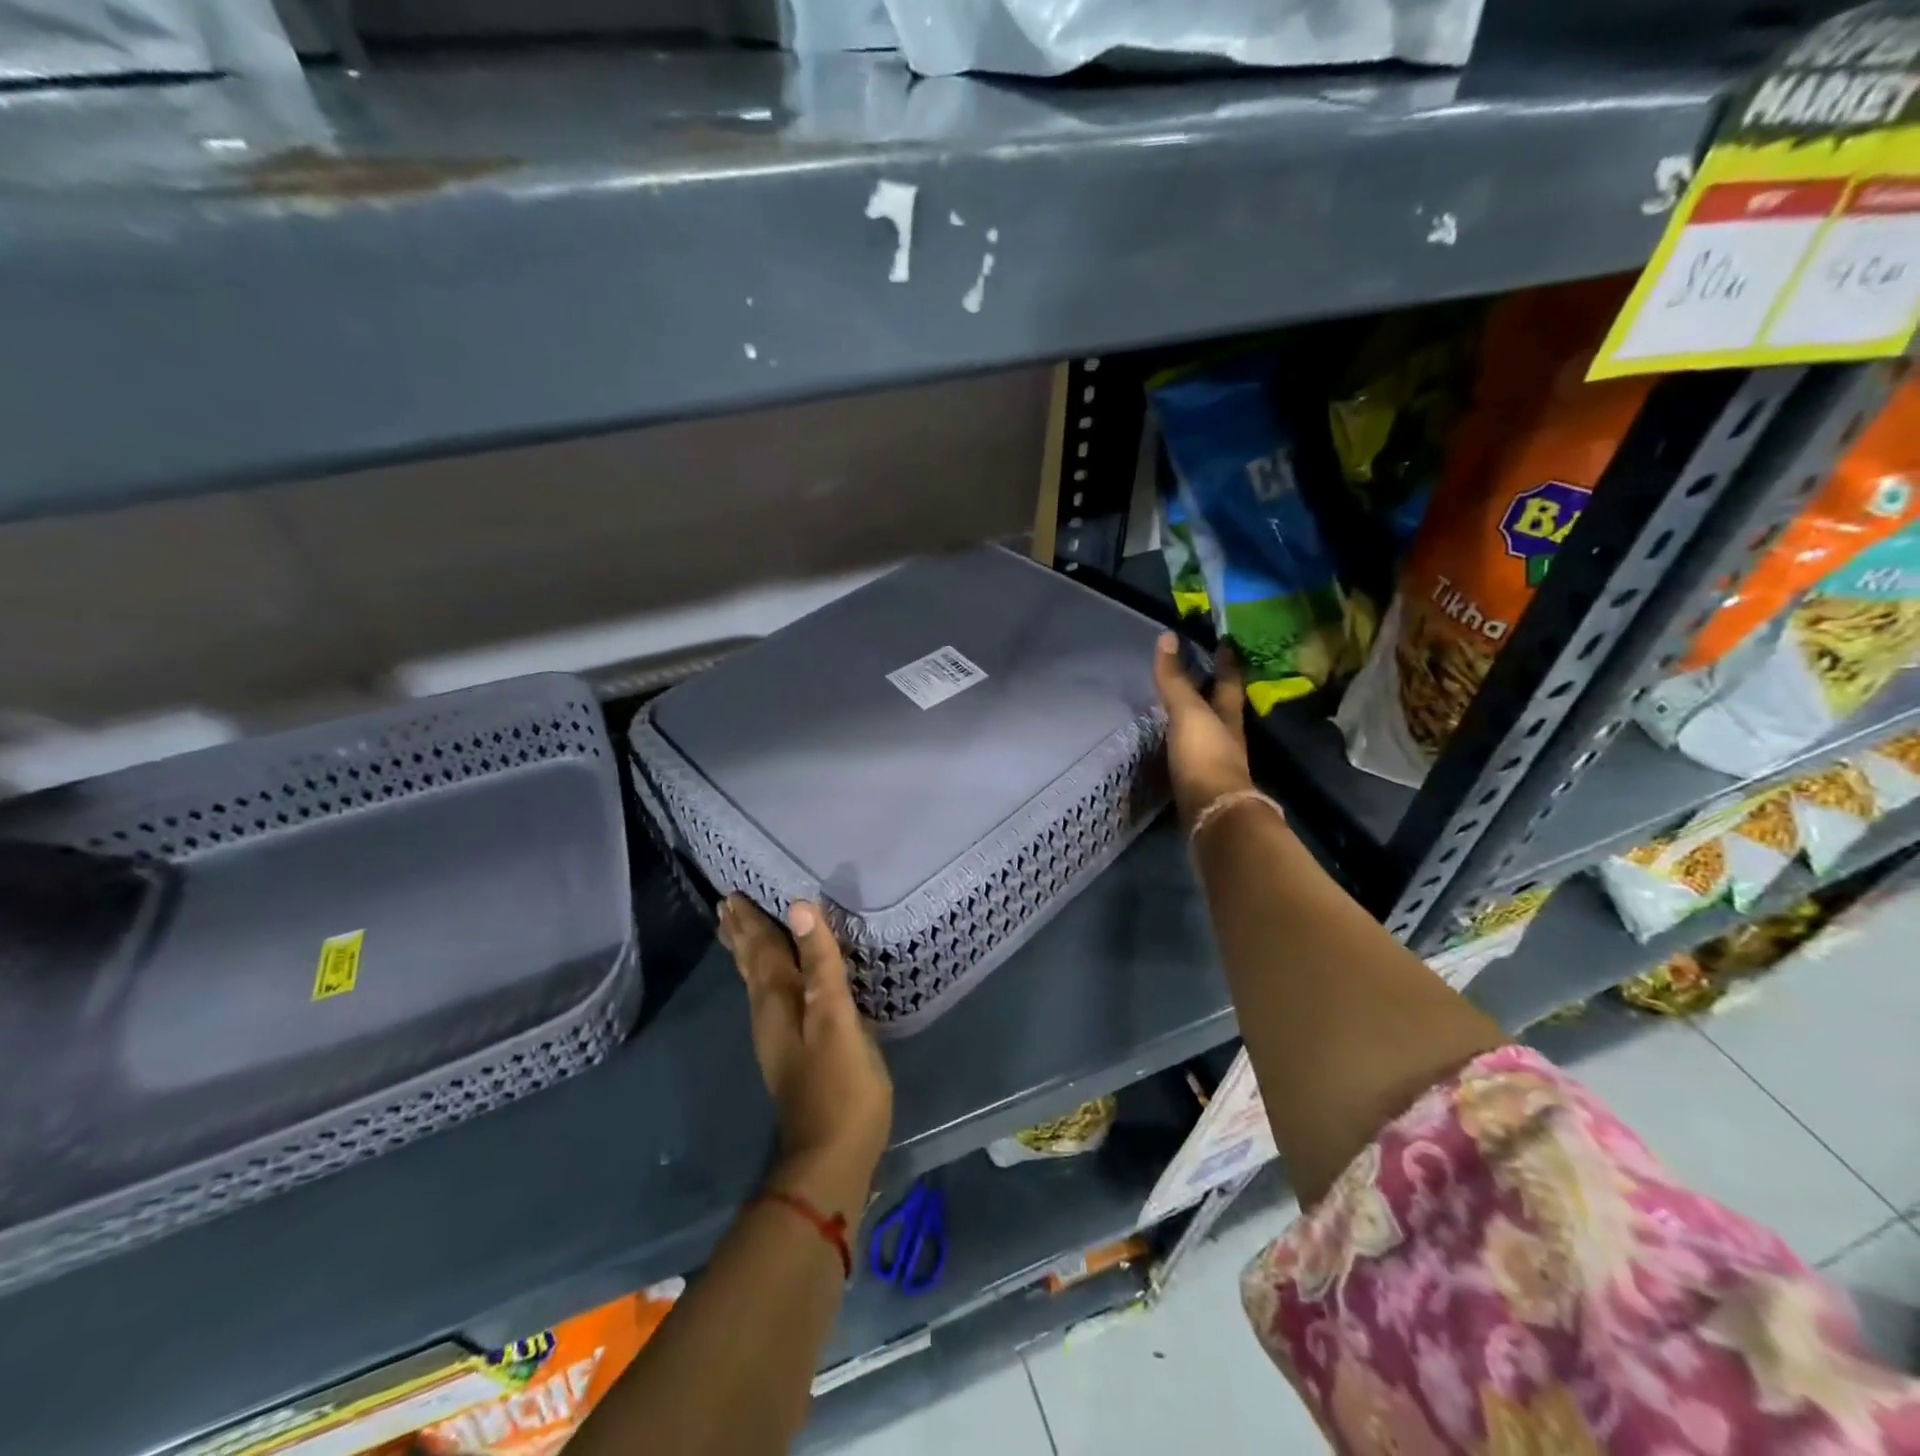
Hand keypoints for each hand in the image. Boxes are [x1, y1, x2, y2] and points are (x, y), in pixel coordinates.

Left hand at [718, 896, 892, 1207]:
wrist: (830, 1157)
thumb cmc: (839, 1083)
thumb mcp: (835, 1017)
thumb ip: (820, 962)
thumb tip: (799, 907)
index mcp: (777, 1000)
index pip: (760, 949)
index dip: (751, 921)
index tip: (733, 894)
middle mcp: (768, 1014)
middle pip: (751, 965)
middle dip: (741, 936)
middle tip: (727, 907)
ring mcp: (777, 1037)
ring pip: (757, 983)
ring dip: (748, 955)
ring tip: (740, 934)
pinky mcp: (790, 1053)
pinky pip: (770, 998)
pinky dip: (765, 978)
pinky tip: (774, 984)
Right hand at [1152, 632, 1254, 822]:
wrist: (1212, 812)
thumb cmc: (1205, 755)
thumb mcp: (1188, 712)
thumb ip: (1175, 679)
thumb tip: (1167, 636)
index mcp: (1228, 715)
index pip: (1229, 681)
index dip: (1226, 661)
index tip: (1224, 641)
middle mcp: (1227, 736)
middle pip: (1222, 706)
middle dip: (1213, 688)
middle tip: (1199, 668)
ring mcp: (1215, 762)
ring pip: (1209, 730)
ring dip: (1199, 716)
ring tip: (1180, 703)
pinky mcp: (1200, 783)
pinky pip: (1193, 752)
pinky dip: (1184, 741)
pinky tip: (1171, 741)